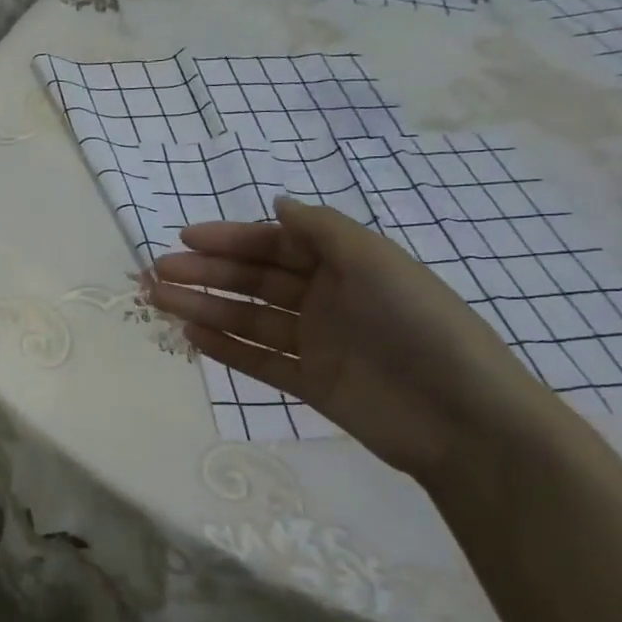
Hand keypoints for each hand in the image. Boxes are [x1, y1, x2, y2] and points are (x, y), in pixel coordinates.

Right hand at [148, 197, 567, 478]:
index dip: (230, 238)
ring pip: (248, 319)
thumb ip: (323, 230)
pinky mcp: (310, 383)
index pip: (275, 244)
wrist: (463, 417)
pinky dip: (226, 349)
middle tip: (157, 272)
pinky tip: (192, 337)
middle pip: (254, 280)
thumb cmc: (419, 324)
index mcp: (344, 265)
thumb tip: (277, 203)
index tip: (185, 237)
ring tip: (160, 301)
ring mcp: (316, 343)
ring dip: (204, 308)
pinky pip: (260, 360)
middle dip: (205, 273)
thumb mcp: (376, 262)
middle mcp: (325, 298)